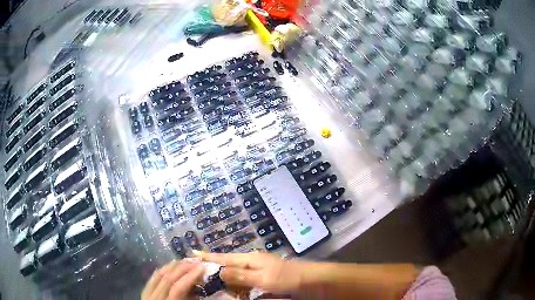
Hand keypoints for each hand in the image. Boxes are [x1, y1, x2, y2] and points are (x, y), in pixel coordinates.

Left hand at [142, 259, 204, 299]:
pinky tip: (169, 266)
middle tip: (196, 261)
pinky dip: (161, 270)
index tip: (202, 268)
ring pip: (159, 276)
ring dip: (173, 266)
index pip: (178, 288)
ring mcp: (147, 295)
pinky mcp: (144, 293)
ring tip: (185, 261)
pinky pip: (152, 278)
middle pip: (168, 279)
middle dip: (183, 268)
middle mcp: (155, 298)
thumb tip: (198, 292)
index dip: (190, 276)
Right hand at [194, 251, 307, 291]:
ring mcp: (259, 270)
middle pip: (228, 265)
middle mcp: (252, 262)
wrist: (310, 281)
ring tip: (212, 282)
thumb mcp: (263, 278)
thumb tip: (219, 271)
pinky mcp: (264, 278)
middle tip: (199, 272)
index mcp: (250, 259)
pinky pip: (245, 280)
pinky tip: (233, 289)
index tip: (192, 253)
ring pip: (236, 274)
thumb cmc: (287, 278)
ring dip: (226, 279)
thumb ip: (241, 275)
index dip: (208, 256)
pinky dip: (237, 285)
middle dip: (214, 268)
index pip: (225, 257)